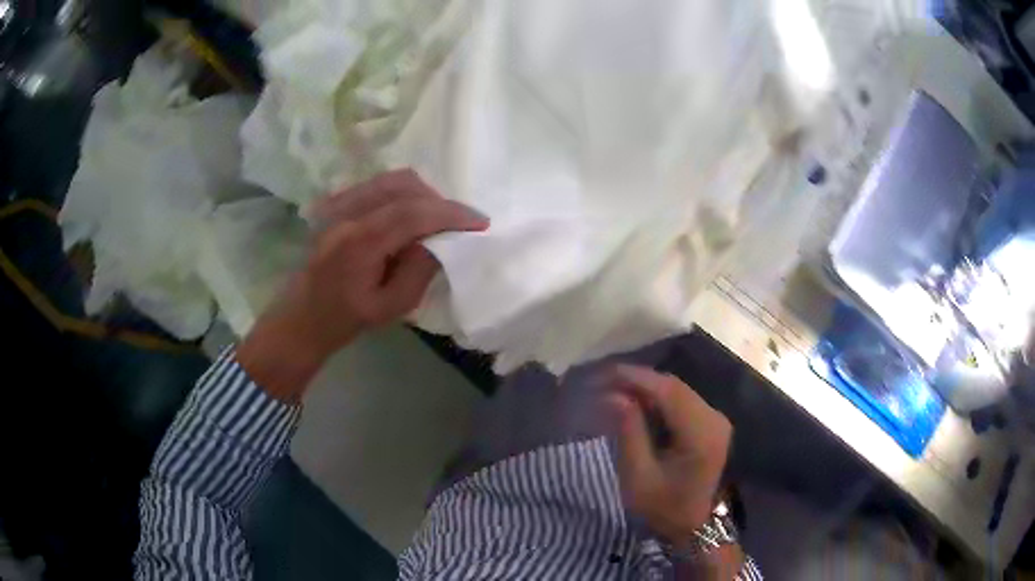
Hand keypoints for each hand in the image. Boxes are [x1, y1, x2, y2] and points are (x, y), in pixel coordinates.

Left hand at [237, 169, 488, 401]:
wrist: (302, 316)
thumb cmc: (345, 319)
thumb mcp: (391, 307)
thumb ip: (420, 270)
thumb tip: (441, 241)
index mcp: (360, 242)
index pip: (413, 212)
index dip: (451, 213)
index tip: (479, 222)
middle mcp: (348, 214)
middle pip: (403, 185)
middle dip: (438, 201)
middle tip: (456, 224)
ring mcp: (338, 205)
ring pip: (390, 179)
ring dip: (420, 194)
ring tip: (434, 218)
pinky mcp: (336, 205)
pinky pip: (376, 185)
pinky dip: (400, 193)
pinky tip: (407, 214)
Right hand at [607, 365, 732, 543]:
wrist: (693, 526)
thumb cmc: (664, 508)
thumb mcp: (639, 477)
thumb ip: (628, 433)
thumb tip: (613, 395)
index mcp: (701, 433)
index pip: (668, 391)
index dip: (635, 377)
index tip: (602, 373)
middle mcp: (713, 418)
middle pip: (673, 386)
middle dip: (637, 380)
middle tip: (601, 381)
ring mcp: (714, 419)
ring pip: (676, 390)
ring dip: (645, 387)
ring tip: (612, 388)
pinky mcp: (709, 423)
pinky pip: (680, 401)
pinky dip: (655, 398)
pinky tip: (634, 402)